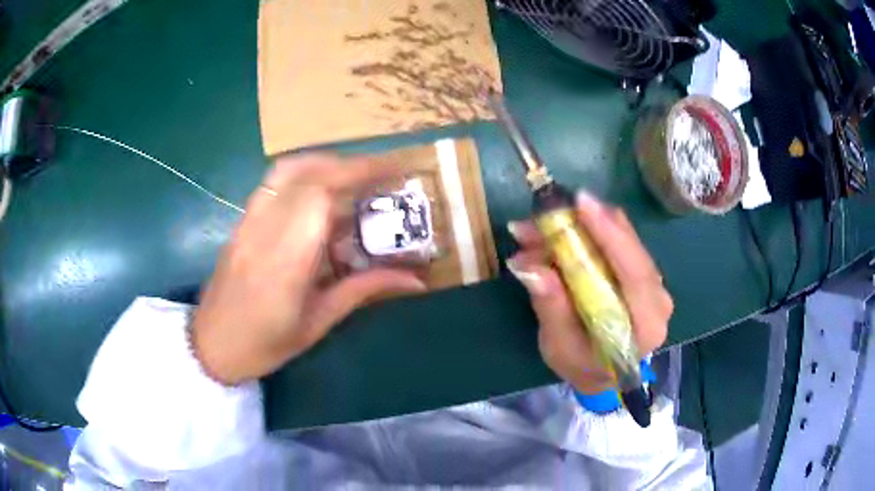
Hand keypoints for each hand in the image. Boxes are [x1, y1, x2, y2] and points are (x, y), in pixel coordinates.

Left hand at [191, 154, 425, 384]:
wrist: (210, 345)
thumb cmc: (265, 345)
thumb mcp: (318, 323)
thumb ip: (363, 290)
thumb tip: (415, 279)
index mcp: (285, 261)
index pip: (320, 194)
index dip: (359, 172)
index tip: (393, 170)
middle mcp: (263, 230)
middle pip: (305, 171)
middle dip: (349, 164)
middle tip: (380, 177)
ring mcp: (247, 222)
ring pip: (285, 170)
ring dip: (324, 164)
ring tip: (352, 180)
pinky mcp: (240, 222)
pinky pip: (273, 184)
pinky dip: (303, 176)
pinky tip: (318, 198)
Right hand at [506, 191, 671, 393]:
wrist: (602, 374)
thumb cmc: (582, 366)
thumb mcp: (560, 347)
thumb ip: (551, 308)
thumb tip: (529, 266)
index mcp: (646, 325)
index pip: (634, 273)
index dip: (610, 235)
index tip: (581, 203)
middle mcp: (658, 298)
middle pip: (628, 247)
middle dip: (583, 226)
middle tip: (538, 219)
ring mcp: (652, 282)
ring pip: (621, 238)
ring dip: (579, 227)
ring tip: (535, 230)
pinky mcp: (640, 272)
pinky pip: (617, 242)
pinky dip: (586, 233)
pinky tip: (556, 234)